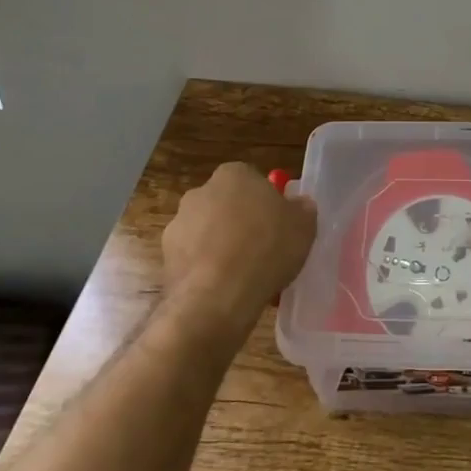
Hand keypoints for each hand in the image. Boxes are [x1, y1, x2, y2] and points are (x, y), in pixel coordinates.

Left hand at [161, 163, 316, 338]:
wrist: (218, 296)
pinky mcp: (165, 258)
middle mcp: (200, 192)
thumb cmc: (266, 248)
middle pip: (227, 205)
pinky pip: (195, 260)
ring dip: (221, 247)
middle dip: (240, 223)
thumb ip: (302, 209)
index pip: (252, 180)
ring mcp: (178, 225)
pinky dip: (207, 270)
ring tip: (245, 276)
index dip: (266, 203)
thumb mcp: (304, 226)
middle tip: (263, 249)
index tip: (277, 225)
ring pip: (208, 233)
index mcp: (233, 174)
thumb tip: (299, 205)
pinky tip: (226, 290)